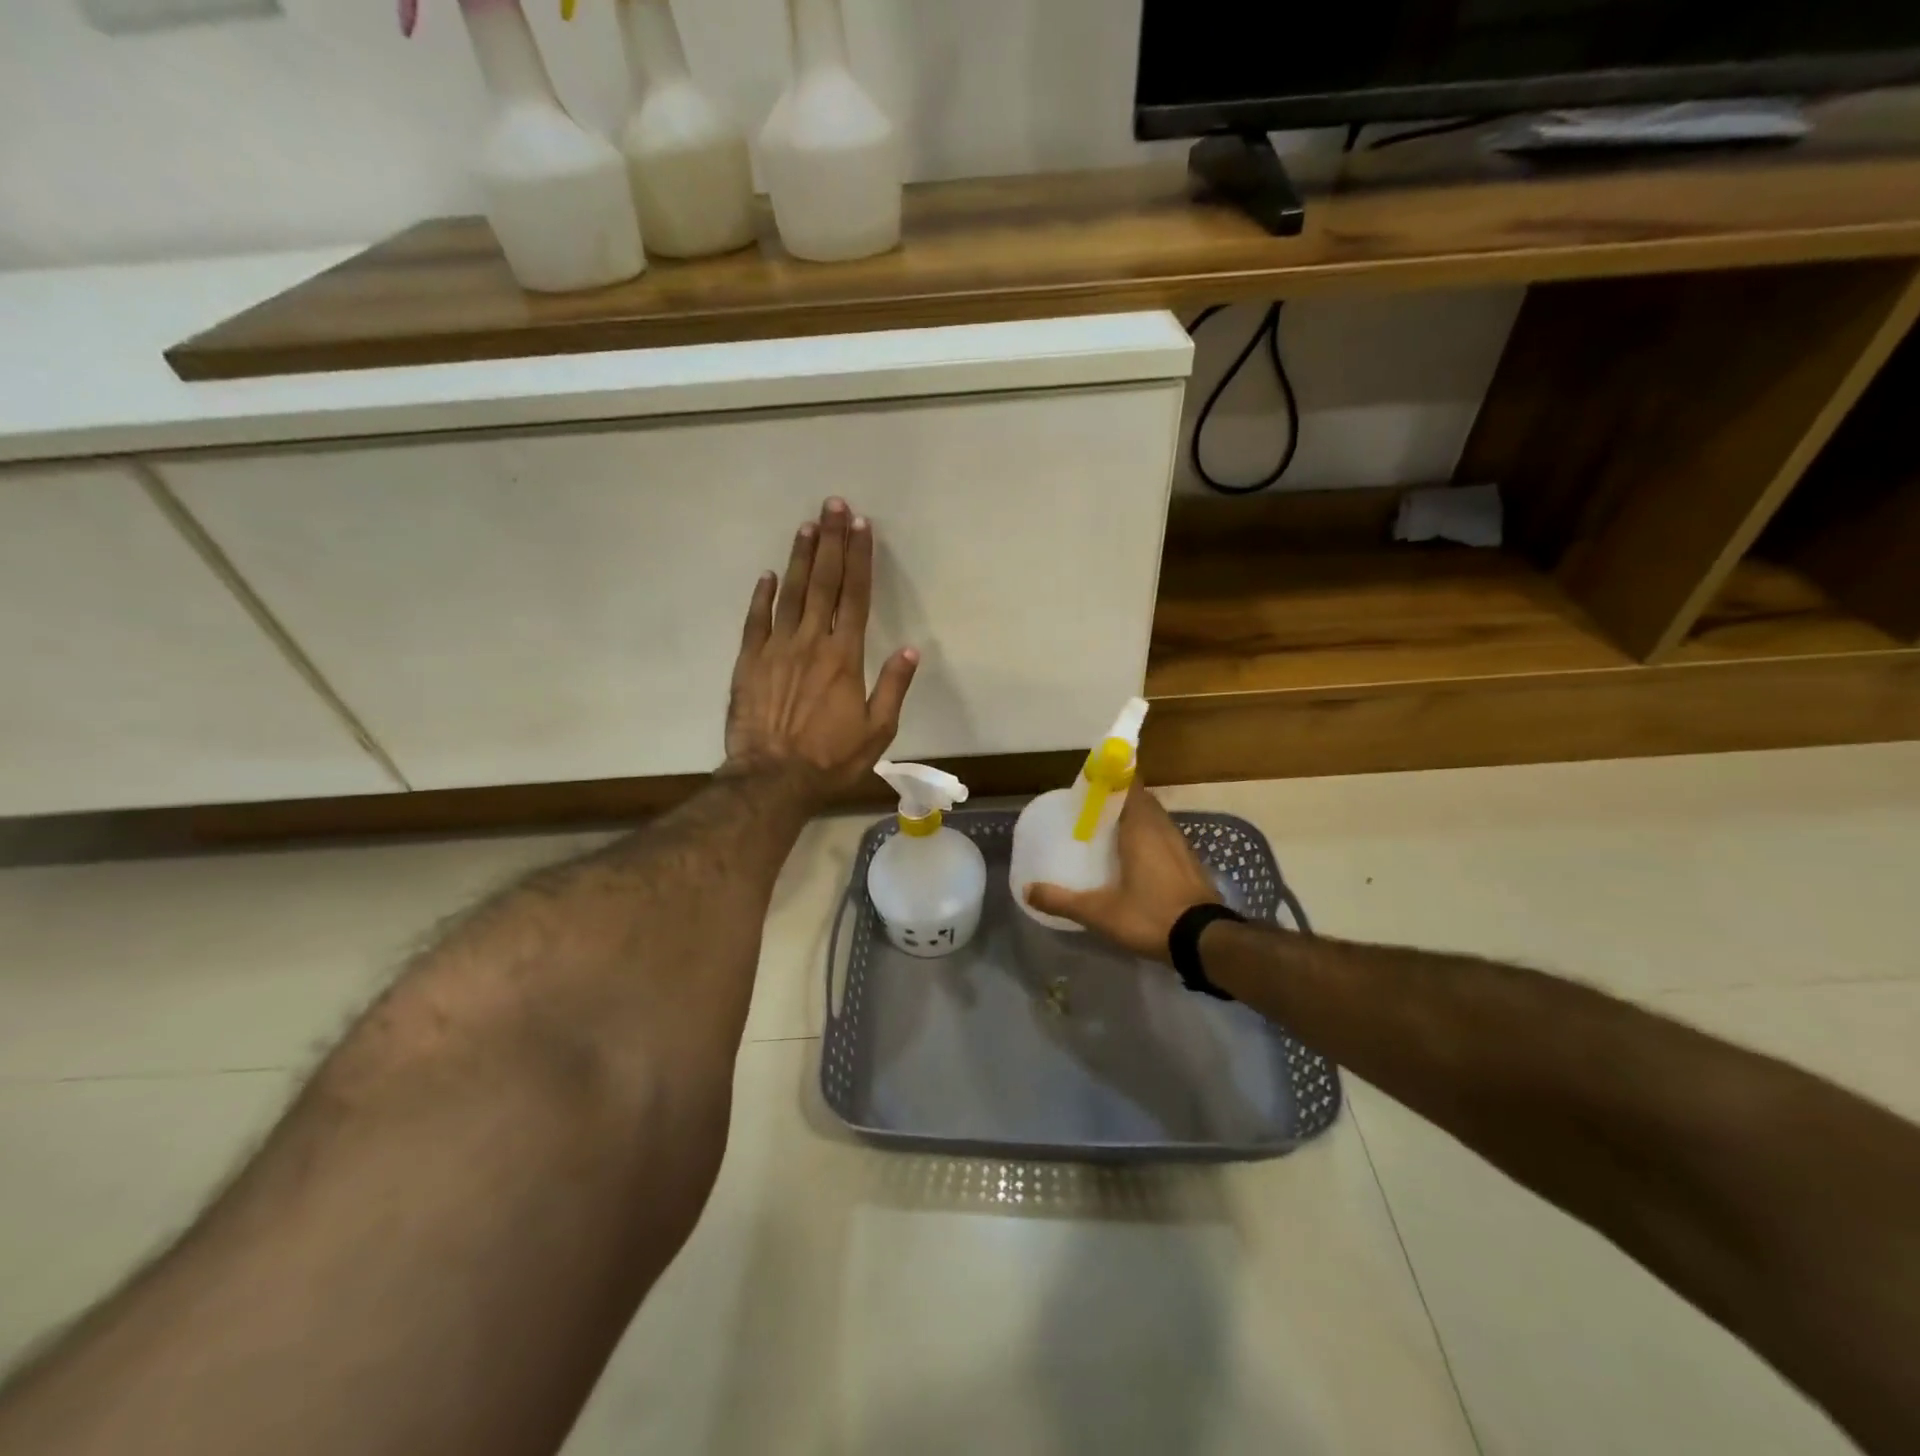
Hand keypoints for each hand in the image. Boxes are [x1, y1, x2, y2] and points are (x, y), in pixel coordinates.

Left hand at [723, 498, 917, 808]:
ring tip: (807, 525)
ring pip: (790, 593)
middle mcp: (811, 642)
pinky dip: (762, 596)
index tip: (862, 527)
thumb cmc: (830, 758)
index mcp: (845, 656)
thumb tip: (910, 650)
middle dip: (831, 542)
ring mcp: (776, 649)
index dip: (860, 559)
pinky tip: (768, 574)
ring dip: (800, 557)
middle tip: (834, 505)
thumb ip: (893, 687)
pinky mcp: (749, 662)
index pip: (856, 596)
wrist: (773, 778)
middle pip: (823, 583)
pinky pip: (756, 620)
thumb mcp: (878, 731)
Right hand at [1025, 788, 1220, 961]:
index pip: (1130, 785)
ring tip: (1110, 832)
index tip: (1092, 782)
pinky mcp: (1191, 864)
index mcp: (1141, 828)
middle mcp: (1163, 828)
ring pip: (1156, 819)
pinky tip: (1136, 859)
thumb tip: (1027, 890)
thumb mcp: (1099, 913)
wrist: (1206, 942)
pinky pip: (1166, 838)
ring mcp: (1182, 845)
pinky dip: (1150, 838)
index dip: (1113, 778)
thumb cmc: (1151, 916)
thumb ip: (1062, 900)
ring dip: (1136, 819)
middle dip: (1119, 799)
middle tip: (1094, 810)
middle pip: (1142, 800)